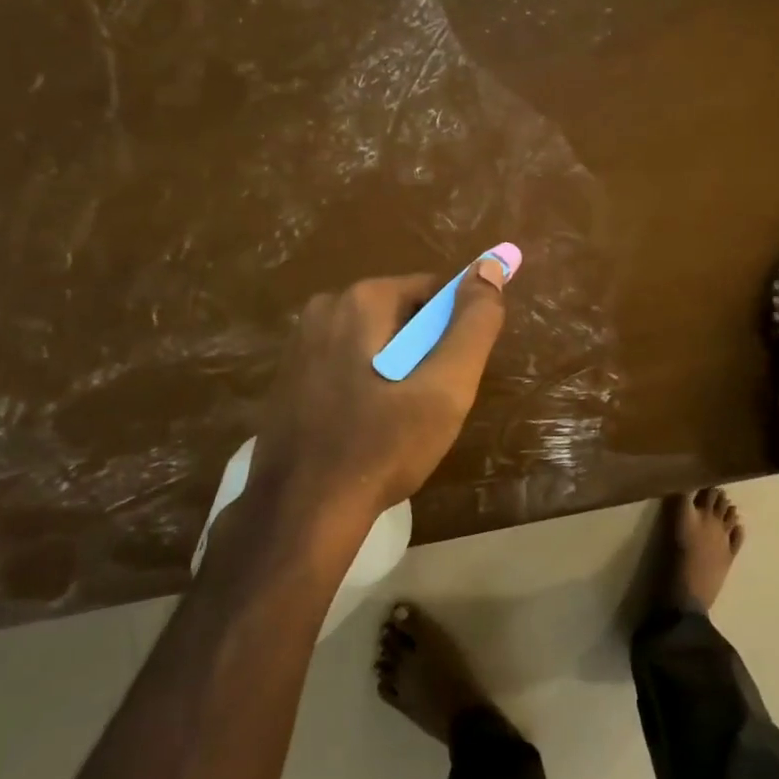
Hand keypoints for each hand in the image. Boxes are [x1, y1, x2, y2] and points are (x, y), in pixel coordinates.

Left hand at [249, 259, 510, 532]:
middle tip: (428, 407)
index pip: (433, 292)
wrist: (302, 512)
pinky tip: (367, 430)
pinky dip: (368, 387)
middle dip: (425, 355)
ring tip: (399, 424)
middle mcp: (324, 308)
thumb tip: (489, 266)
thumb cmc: (381, 447)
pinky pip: (348, 365)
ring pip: (376, 344)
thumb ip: (473, 325)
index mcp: (361, 300)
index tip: (452, 379)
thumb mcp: (445, 388)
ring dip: (398, 374)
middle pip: (402, 317)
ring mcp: (300, 343)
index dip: (454, 333)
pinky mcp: (289, 376)